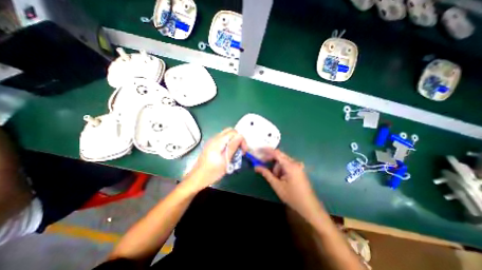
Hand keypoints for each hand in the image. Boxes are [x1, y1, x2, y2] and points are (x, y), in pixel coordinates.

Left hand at [183, 128, 245, 191]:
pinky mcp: (210, 144)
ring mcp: (211, 141)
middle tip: (240, 150)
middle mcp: (214, 138)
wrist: (197, 178)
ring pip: (226, 134)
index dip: (241, 140)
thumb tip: (240, 136)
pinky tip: (228, 152)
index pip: (234, 132)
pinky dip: (228, 142)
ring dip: (233, 140)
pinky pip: (222, 139)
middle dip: (238, 138)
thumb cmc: (212, 172)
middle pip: (230, 131)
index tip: (243, 151)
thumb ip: (233, 147)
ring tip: (235, 152)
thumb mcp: (225, 161)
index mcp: (218, 142)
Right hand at [254, 150, 320, 221]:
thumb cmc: (292, 196)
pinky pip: (287, 165)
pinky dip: (281, 169)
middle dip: (270, 160)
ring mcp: (298, 166)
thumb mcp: (277, 185)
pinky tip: (280, 177)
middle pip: (279, 156)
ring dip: (276, 167)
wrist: (309, 206)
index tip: (259, 150)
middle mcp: (295, 163)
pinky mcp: (298, 170)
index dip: (267, 150)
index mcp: (290, 166)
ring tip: (275, 178)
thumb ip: (266, 174)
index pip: (276, 153)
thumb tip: (256, 167)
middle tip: (262, 163)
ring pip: (283, 161)